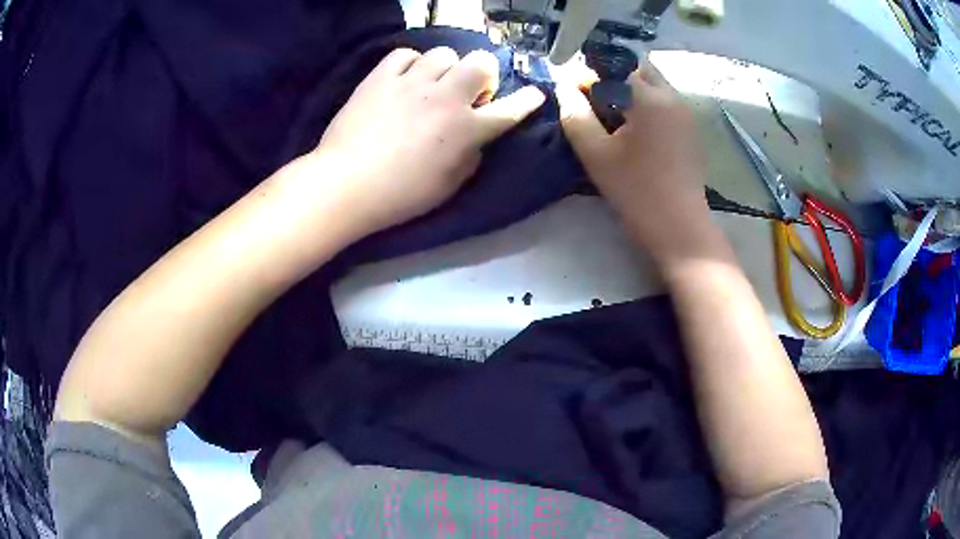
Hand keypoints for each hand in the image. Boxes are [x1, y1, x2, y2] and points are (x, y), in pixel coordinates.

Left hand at [309, 47, 545, 237]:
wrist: (347, 184)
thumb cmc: (401, 195)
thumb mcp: (448, 186)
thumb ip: (470, 157)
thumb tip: (473, 139)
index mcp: (466, 129)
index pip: (509, 109)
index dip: (526, 101)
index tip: (535, 94)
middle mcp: (445, 98)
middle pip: (480, 62)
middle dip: (482, 74)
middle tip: (468, 92)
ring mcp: (412, 83)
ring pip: (444, 53)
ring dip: (445, 68)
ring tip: (432, 84)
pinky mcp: (380, 78)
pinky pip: (404, 54)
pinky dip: (409, 64)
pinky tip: (404, 79)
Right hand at [556, 60, 712, 265]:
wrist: (679, 227)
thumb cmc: (636, 191)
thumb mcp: (596, 154)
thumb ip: (575, 115)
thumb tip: (563, 89)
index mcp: (649, 97)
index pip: (615, 65)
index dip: (591, 73)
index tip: (574, 90)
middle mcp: (672, 97)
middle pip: (641, 69)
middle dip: (616, 77)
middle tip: (596, 101)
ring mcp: (686, 114)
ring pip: (656, 85)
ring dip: (633, 91)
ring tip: (615, 118)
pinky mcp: (691, 131)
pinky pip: (667, 103)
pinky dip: (648, 105)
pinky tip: (637, 132)